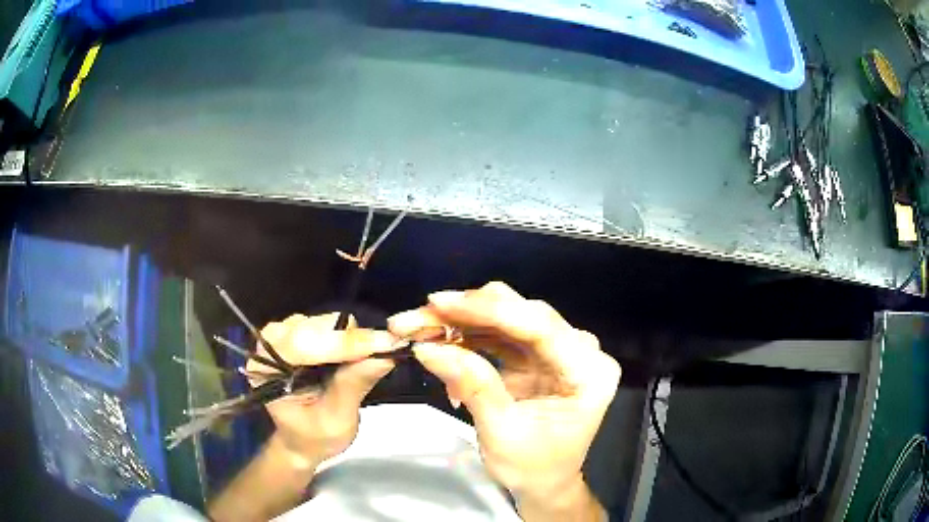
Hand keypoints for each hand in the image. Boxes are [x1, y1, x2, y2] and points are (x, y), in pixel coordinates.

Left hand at [250, 313, 395, 469]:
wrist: (304, 439)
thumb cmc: (315, 436)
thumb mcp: (337, 420)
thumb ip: (354, 384)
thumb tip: (386, 354)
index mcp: (265, 368)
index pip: (302, 344)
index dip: (343, 343)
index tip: (385, 344)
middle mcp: (270, 342)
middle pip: (315, 327)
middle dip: (350, 341)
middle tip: (385, 352)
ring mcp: (284, 333)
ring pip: (325, 322)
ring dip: (350, 340)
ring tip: (362, 364)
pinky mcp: (300, 330)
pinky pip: (330, 324)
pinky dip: (348, 338)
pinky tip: (352, 357)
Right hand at [388, 282, 619, 516]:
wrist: (545, 482)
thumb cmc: (533, 467)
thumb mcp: (502, 433)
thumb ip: (473, 385)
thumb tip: (428, 348)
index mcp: (589, 372)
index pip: (539, 326)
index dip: (487, 310)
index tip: (439, 304)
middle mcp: (580, 351)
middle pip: (521, 314)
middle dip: (465, 313)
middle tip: (416, 321)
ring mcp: (559, 350)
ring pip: (506, 318)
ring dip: (461, 322)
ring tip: (420, 331)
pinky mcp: (539, 354)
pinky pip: (500, 333)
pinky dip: (469, 337)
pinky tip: (443, 349)